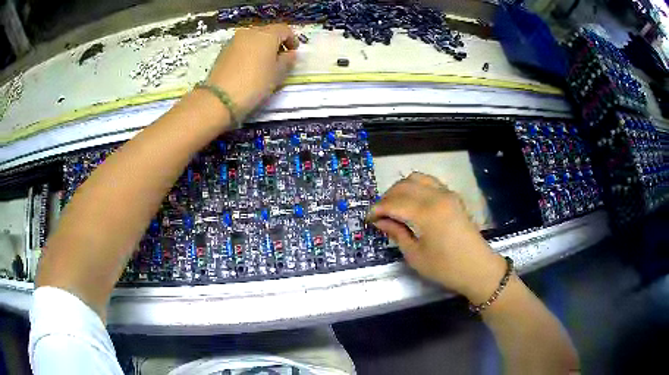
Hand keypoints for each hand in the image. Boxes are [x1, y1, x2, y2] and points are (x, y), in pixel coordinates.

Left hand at [206, 24, 298, 117]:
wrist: (220, 98)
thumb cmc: (254, 83)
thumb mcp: (277, 74)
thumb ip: (287, 61)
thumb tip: (290, 54)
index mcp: (266, 34)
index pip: (284, 30)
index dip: (292, 40)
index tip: (294, 53)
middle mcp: (249, 32)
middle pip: (268, 32)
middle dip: (276, 43)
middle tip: (279, 59)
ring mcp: (234, 41)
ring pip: (253, 39)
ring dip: (261, 48)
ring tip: (264, 64)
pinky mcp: (223, 51)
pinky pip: (242, 47)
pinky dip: (249, 52)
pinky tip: (249, 67)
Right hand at [367, 172, 506, 302]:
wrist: (478, 268)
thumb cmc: (445, 267)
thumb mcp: (415, 255)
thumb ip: (397, 233)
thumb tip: (380, 221)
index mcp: (426, 213)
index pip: (393, 202)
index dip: (377, 209)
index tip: (368, 219)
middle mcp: (436, 196)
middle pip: (403, 186)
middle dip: (387, 197)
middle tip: (379, 215)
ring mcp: (447, 193)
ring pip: (417, 179)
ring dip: (401, 189)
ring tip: (394, 206)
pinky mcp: (453, 197)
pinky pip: (429, 183)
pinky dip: (416, 187)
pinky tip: (412, 203)